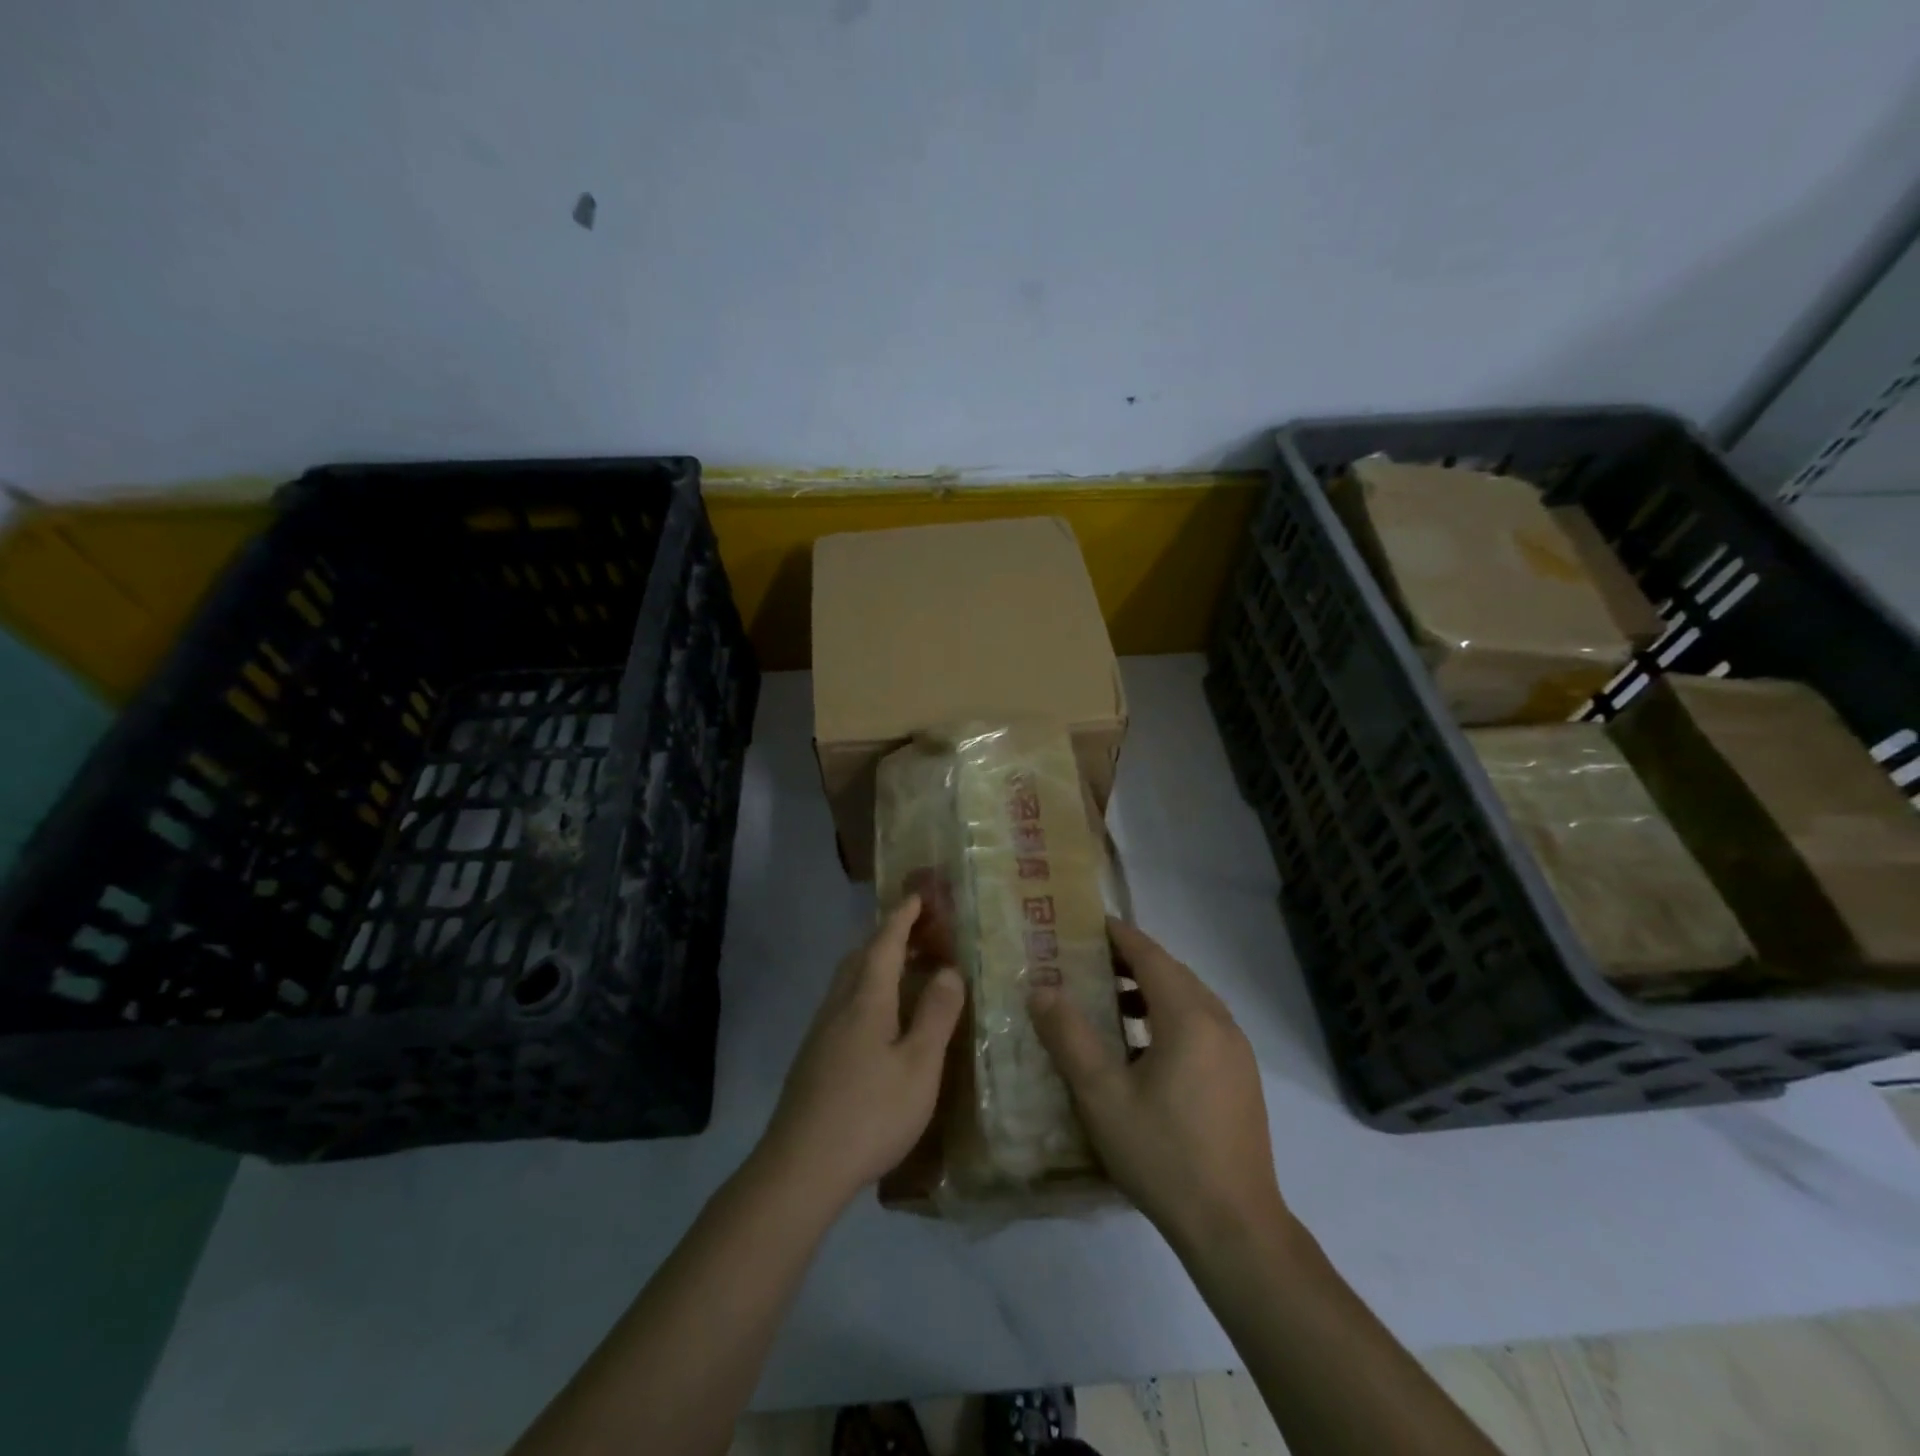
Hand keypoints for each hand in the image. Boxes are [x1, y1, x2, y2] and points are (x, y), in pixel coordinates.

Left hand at [761, 895, 965, 1205]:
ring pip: (849, 980)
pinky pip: (844, 1003)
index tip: (918, 895)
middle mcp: (839, 1005)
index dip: (903, 916)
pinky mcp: (814, 1056)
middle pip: (862, 955)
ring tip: (905, 970)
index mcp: (866, 999)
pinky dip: (867, 990)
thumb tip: (949, 970)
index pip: (885, 942)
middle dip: (889, 935)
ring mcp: (821, 1031)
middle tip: (920, 931)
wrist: (800, 1168)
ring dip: (876, 963)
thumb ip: (936, 1015)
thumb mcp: (919, 1067)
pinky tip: (881, 1019)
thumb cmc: (870, 1113)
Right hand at [1028, 919, 1284, 1249]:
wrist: (1235, 1228)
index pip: (1150, 955)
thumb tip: (1040, 989)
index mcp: (1189, 1017)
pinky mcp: (1240, 1077)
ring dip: (1150, 989)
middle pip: (1172, 972)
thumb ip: (1069, 1037)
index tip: (1086, 922)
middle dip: (1131, 959)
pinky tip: (1142, 1047)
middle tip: (1087, 959)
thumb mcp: (1102, 1096)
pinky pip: (1201, 1024)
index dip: (1118, 935)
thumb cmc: (1163, 1155)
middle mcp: (1219, 1022)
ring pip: (1189, 999)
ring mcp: (1236, 1051)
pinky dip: (1169, 1016)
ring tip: (1108, 999)